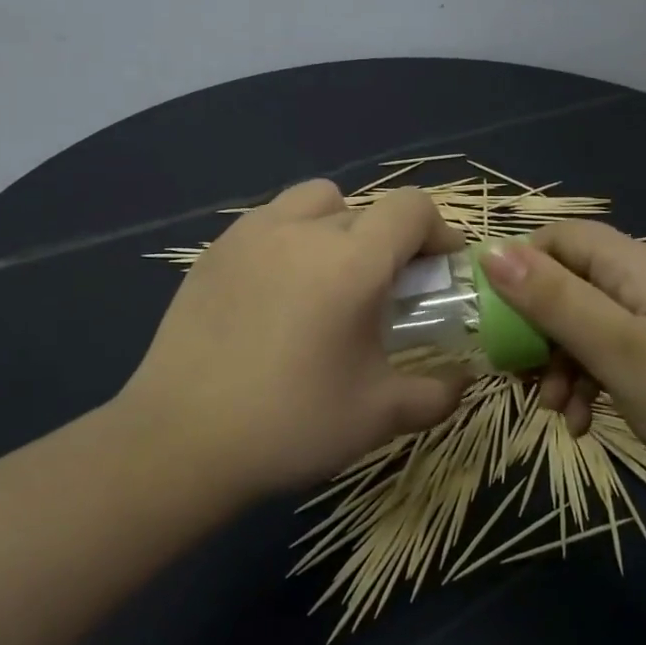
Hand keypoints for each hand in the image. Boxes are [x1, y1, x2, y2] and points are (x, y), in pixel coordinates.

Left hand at [113, 181, 468, 497]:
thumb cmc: (291, 424)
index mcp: (351, 261)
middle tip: (385, 291)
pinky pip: (267, 222)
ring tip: (328, 280)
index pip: (411, 208)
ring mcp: (249, 235)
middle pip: (365, 206)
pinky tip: (278, 294)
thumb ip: (437, 393)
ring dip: (337, 226)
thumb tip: (465, 380)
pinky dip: (290, 240)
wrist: (180, 442)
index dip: (438, 232)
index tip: (440, 272)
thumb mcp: (379, 415)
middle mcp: (301, 230)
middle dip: (389, 240)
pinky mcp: (212, 253)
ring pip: (311, 202)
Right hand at [480, 223, 645, 494]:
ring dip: (560, 366)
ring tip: (557, 414)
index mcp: (632, 266)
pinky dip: (591, 384)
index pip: (557, 238)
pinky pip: (613, 356)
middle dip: (535, 330)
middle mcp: (643, 283)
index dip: (518, 267)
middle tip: (519, 377)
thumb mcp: (618, 350)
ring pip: (585, 326)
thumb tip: (490, 251)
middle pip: (567, 285)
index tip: (492, 317)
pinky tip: (587, 425)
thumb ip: (553, 300)